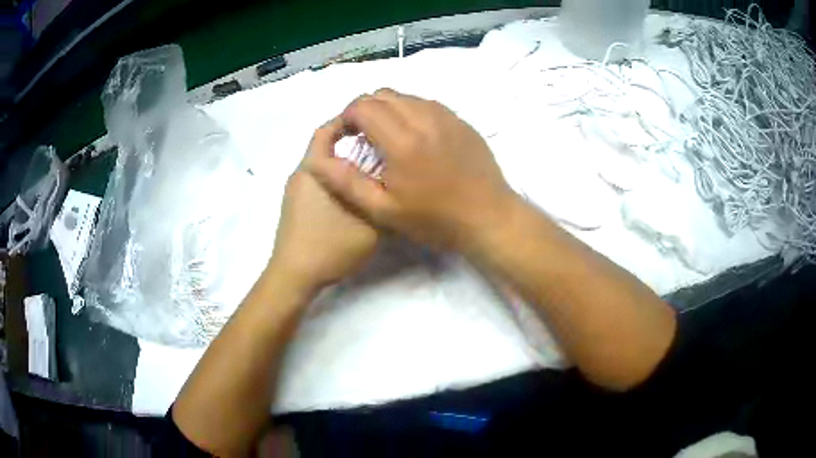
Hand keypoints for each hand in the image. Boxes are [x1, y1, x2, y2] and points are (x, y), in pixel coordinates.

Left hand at [270, 118, 378, 293]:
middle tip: (379, 148)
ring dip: (344, 164)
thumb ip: (385, 201)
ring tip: (371, 173)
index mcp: (313, 169)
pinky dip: (336, 180)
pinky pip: (318, 182)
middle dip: (350, 143)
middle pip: (325, 147)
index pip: (325, 131)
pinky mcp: (294, 207)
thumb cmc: (329, 246)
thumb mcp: (370, 225)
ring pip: (323, 167)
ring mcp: (295, 192)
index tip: (370, 122)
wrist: (294, 277)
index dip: (346, 120)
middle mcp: (301, 174)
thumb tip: (396, 183)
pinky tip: (354, 197)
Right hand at [307, 88, 516, 251]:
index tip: (346, 137)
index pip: (362, 106)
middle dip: (364, 110)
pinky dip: (410, 112)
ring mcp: (446, 116)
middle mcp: (424, 118)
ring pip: (405, 96)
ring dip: (388, 109)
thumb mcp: (384, 211)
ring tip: (387, 136)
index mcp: (402, 140)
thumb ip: (347, 183)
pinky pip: (426, 104)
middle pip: (382, 94)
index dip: (346, 117)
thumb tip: (321, 160)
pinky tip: (414, 137)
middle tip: (362, 136)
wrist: (489, 218)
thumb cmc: (435, 220)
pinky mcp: (460, 121)